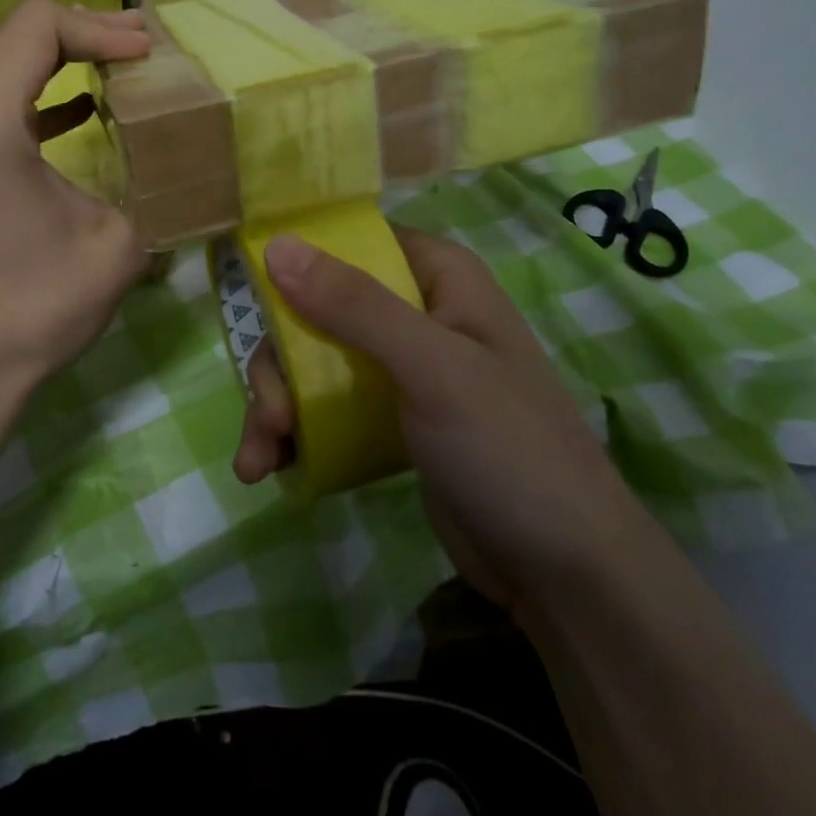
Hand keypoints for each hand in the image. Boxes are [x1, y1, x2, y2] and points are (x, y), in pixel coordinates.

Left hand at [0, 0, 151, 399]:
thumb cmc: (32, 310)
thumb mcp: (117, 245)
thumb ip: (148, 185)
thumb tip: (175, 162)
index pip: (37, 26)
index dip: (99, 28)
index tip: (143, 54)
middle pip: (8, 36)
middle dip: (79, 35)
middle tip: (136, 50)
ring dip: (49, 63)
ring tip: (109, 70)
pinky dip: (20, 97)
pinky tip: (67, 113)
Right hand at [233, 226, 643, 610]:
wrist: (565, 576)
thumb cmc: (509, 450)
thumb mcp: (432, 369)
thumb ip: (355, 306)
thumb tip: (276, 245)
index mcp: (439, 277)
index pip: (354, 240)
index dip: (299, 256)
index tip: (250, 289)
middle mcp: (417, 311)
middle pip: (319, 308)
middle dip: (280, 363)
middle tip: (269, 416)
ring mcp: (402, 368)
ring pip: (314, 359)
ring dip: (278, 404)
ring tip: (259, 460)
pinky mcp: (391, 419)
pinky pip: (328, 405)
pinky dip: (296, 432)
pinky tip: (272, 467)